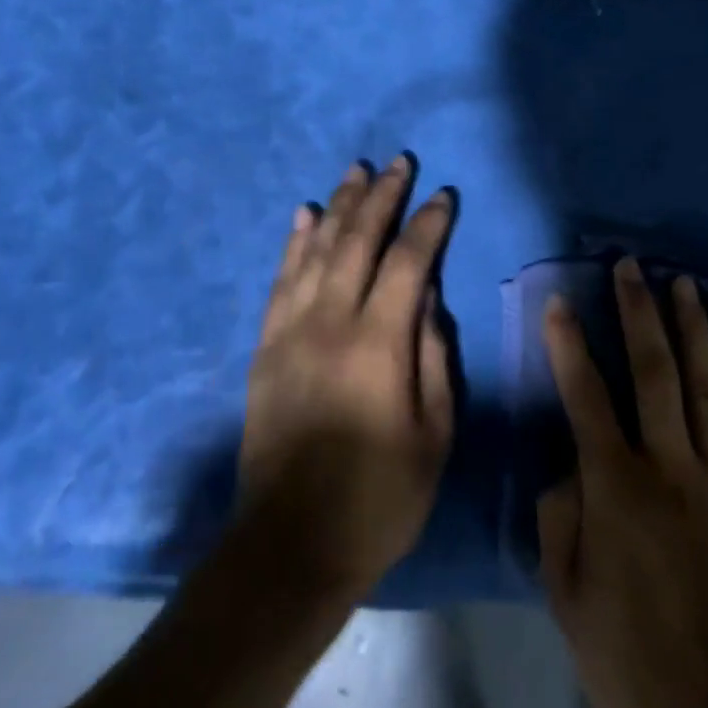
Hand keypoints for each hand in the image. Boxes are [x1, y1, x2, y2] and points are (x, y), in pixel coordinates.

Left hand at [235, 156, 454, 604]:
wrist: (290, 544)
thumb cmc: (378, 498)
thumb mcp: (434, 436)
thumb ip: (435, 358)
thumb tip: (430, 300)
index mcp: (378, 344)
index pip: (408, 262)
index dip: (427, 224)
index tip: (442, 195)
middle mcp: (331, 322)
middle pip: (358, 240)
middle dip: (381, 196)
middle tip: (398, 162)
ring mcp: (291, 330)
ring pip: (317, 249)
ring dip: (339, 205)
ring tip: (356, 171)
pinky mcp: (266, 346)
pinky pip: (281, 279)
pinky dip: (295, 242)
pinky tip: (304, 214)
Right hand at [539, 258, 707, 707]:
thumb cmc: (638, 667)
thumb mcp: (569, 602)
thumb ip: (559, 523)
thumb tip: (567, 470)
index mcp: (617, 486)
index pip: (585, 396)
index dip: (568, 345)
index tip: (559, 301)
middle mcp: (672, 467)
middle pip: (653, 372)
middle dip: (638, 312)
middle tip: (632, 265)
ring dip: (695, 332)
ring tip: (686, 284)